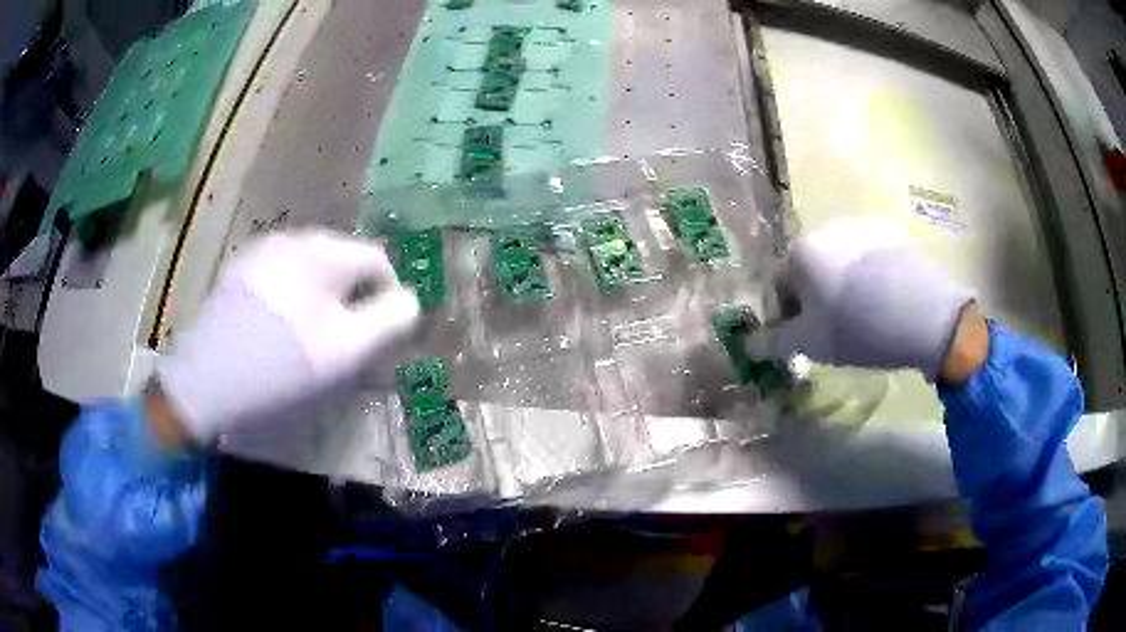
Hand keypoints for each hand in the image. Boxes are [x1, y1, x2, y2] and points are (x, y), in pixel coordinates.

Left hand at [155, 229, 419, 442]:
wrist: (206, 383)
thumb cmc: (283, 366)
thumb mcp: (347, 351)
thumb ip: (389, 321)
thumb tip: (410, 301)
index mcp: (322, 251)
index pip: (378, 261)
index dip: (389, 298)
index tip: (380, 339)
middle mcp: (292, 239)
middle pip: (342, 264)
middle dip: (353, 300)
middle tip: (345, 345)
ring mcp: (259, 254)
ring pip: (310, 272)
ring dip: (322, 301)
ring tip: (311, 343)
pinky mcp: (238, 275)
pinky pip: (281, 280)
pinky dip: (292, 301)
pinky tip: (278, 334)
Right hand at [749, 218, 975, 381]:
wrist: (924, 313)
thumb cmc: (857, 327)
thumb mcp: (809, 344)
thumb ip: (773, 343)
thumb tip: (748, 345)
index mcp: (801, 251)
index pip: (779, 286)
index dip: (786, 317)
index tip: (802, 340)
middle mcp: (828, 229)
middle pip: (812, 270)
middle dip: (817, 299)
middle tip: (835, 331)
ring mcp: (864, 227)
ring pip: (843, 263)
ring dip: (845, 287)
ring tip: (866, 316)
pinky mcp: (894, 234)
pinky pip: (872, 258)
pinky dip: (872, 277)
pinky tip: (888, 302)